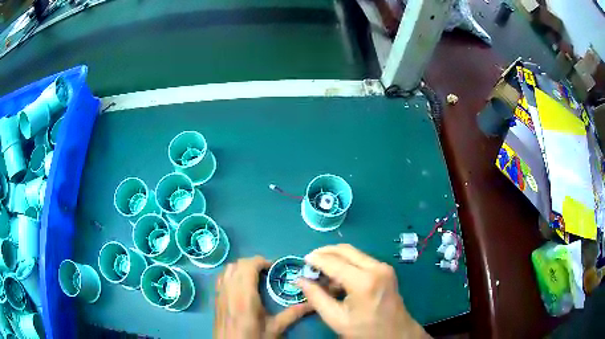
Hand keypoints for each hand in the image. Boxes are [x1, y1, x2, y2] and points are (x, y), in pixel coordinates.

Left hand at [214, 256, 311, 338]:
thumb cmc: (253, 338)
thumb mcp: (275, 328)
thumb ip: (292, 314)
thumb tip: (312, 304)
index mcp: (245, 295)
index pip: (248, 266)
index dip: (262, 261)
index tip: (274, 267)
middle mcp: (230, 290)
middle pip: (238, 264)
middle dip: (253, 263)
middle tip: (267, 272)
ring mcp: (220, 293)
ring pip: (227, 269)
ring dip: (241, 267)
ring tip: (254, 276)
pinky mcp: (216, 299)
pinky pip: (221, 278)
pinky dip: (231, 274)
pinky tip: (240, 285)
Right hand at [297, 244, 429, 338]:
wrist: (396, 333)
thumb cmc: (365, 330)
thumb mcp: (336, 319)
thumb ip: (316, 297)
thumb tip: (300, 280)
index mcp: (364, 282)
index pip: (334, 262)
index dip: (316, 259)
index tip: (302, 260)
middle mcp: (376, 268)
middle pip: (345, 250)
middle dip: (325, 252)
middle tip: (310, 261)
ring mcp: (383, 267)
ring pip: (353, 252)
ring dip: (335, 257)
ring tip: (322, 272)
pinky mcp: (386, 269)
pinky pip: (361, 259)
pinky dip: (347, 263)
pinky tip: (338, 276)